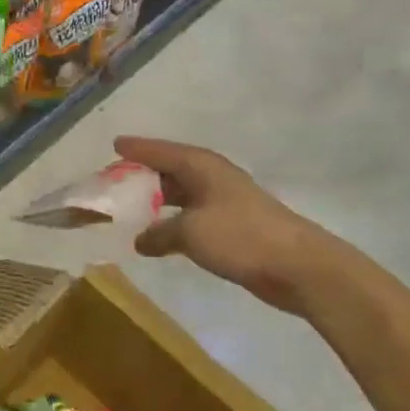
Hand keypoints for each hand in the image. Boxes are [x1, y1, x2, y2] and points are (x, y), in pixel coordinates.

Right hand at [115, 136, 369, 316]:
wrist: (297, 265)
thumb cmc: (240, 236)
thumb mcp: (190, 232)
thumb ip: (160, 233)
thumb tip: (140, 240)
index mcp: (201, 166)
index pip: (160, 150)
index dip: (137, 149)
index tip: (114, 145)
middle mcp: (211, 177)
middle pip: (170, 170)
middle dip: (143, 175)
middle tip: (113, 182)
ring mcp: (224, 202)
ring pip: (181, 195)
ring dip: (157, 202)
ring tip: (129, 209)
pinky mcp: (232, 227)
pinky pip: (191, 217)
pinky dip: (172, 223)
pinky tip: (159, 236)